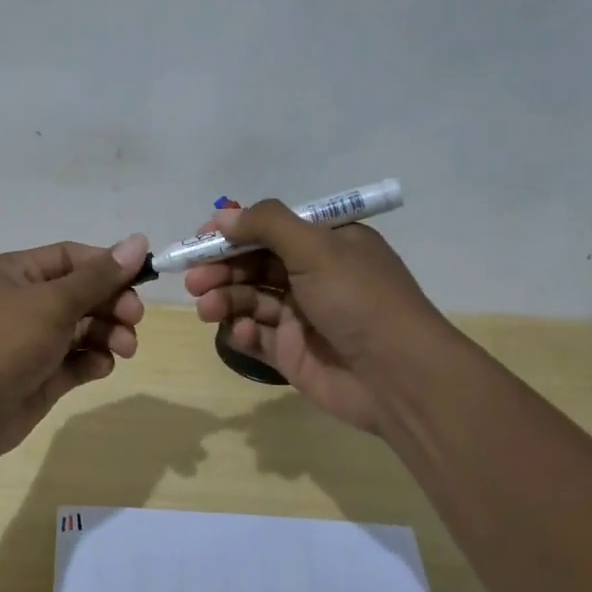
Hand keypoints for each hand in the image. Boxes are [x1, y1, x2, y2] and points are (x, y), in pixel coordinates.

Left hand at [0, 234, 148, 464]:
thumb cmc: (5, 339)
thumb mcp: (54, 301)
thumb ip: (99, 276)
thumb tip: (138, 240)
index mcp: (17, 273)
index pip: (72, 258)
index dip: (107, 265)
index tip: (141, 278)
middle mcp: (24, 303)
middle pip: (82, 294)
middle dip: (112, 304)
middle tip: (135, 318)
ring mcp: (33, 342)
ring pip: (84, 329)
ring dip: (109, 334)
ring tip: (125, 348)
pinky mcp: (41, 376)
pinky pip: (77, 362)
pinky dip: (93, 361)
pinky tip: (100, 366)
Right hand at [185, 201, 446, 432]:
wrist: (398, 376)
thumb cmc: (359, 300)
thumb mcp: (316, 248)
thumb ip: (267, 225)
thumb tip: (223, 214)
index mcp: (328, 244)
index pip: (271, 229)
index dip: (234, 232)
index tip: (200, 239)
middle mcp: (314, 276)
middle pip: (254, 264)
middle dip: (222, 269)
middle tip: (194, 279)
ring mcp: (302, 317)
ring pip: (250, 300)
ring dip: (225, 299)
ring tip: (206, 307)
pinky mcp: (292, 353)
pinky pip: (257, 336)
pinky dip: (244, 332)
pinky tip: (243, 333)